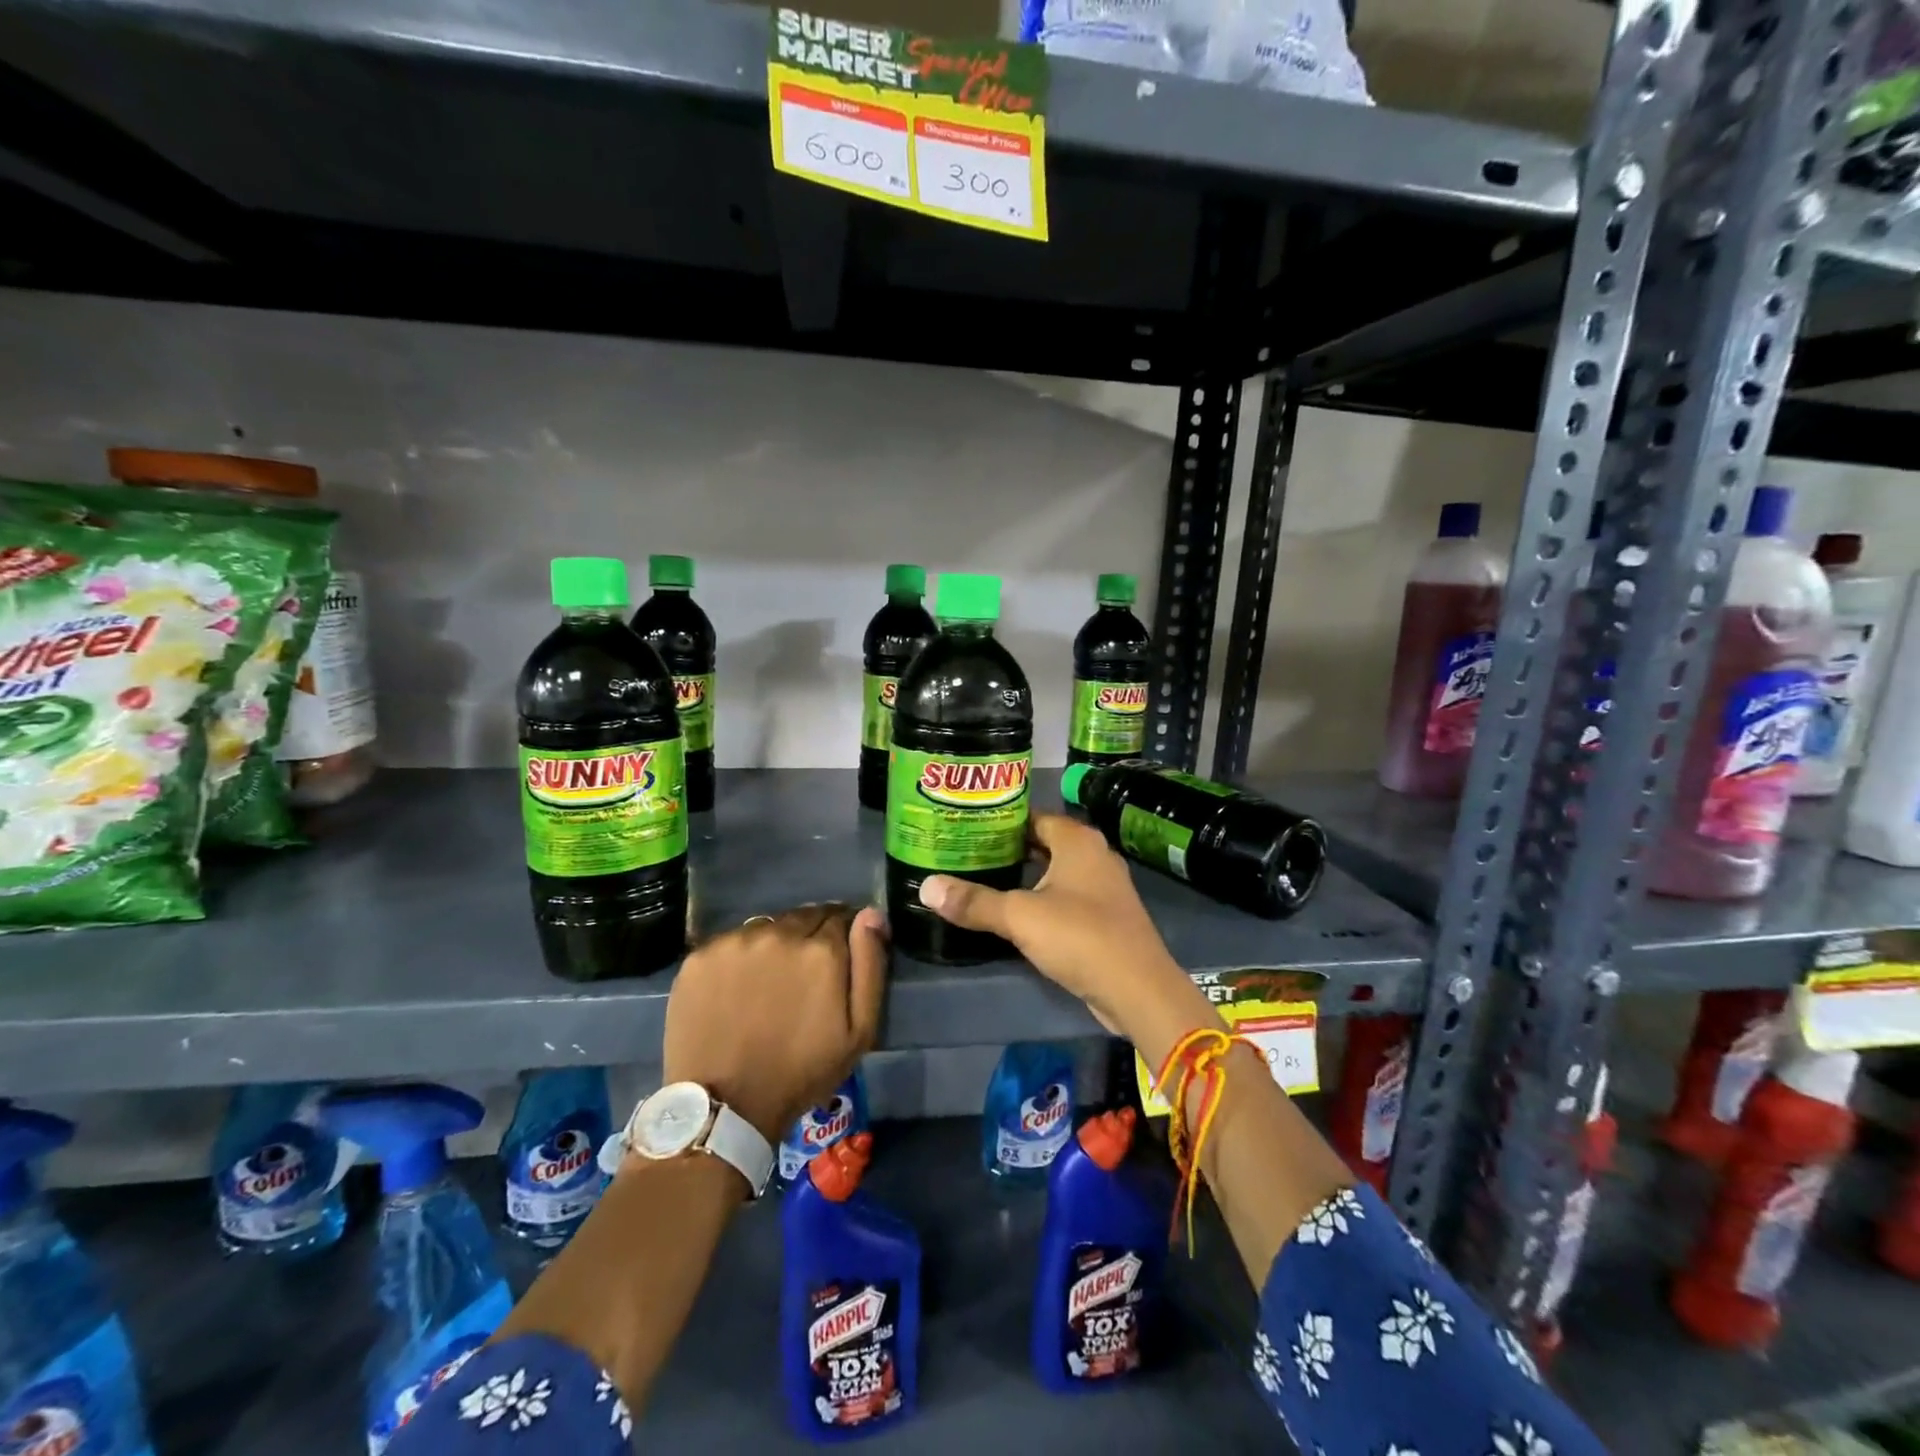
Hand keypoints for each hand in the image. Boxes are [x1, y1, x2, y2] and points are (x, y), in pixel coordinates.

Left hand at [662, 903, 887, 1143]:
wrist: (724, 1106)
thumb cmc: (802, 1072)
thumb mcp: (859, 1031)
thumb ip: (869, 965)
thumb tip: (871, 914)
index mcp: (821, 949)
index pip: (840, 917)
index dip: (841, 937)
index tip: (836, 961)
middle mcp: (779, 933)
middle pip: (803, 918)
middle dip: (809, 937)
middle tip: (803, 976)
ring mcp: (735, 942)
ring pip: (766, 928)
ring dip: (774, 945)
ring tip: (768, 983)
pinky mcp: (700, 956)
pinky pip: (730, 944)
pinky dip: (738, 958)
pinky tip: (736, 989)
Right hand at [917, 814, 1219, 1054]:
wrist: (1138, 989)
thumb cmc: (1080, 937)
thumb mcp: (1020, 917)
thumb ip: (974, 901)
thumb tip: (926, 887)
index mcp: (1077, 840)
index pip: (1031, 816)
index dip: (999, 821)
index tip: (965, 827)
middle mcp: (1094, 854)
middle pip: (1042, 843)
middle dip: (1006, 849)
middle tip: (965, 854)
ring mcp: (1103, 886)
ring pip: (1054, 872)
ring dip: (1023, 876)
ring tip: (981, 880)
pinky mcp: (1105, 916)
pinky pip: (1066, 896)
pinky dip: (1041, 899)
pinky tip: (1014, 913)